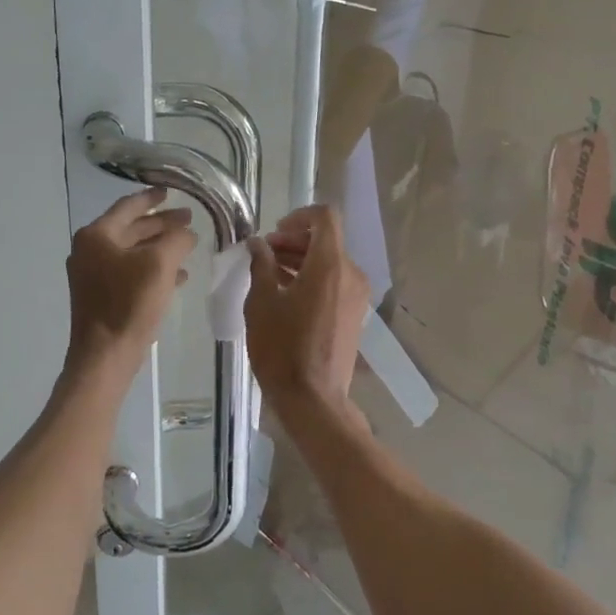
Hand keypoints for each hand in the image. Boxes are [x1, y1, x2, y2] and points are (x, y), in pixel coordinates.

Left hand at [66, 187, 196, 377]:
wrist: (105, 355)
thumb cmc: (129, 304)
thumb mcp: (160, 264)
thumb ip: (176, 239)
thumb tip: (186, 232)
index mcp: (97, 235)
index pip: (128, 206)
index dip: (152, 198)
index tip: (171, 191)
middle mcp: (89, 250)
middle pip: (131, 229)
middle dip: (161, 224)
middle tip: (189, 219)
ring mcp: (92, 275)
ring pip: (132, 252)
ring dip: (160, 248)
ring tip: (188, 246)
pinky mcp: (101, 296)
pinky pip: (130, 273)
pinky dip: (152, 270)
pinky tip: (178, 276)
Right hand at [244, 205, 368, 412]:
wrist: (313, 398)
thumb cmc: (282, 348)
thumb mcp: (261, 302)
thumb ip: (261, 265)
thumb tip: (258, 244)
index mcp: (330, 265)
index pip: (325, 218)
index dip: (299, 216)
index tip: (274, 232)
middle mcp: (351, 274)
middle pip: (327, 240)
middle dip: (295, 240)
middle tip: (264, 253)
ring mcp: (356, 296)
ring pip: (331, 262)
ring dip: (302, 259)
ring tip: (271, 273)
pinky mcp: (354, 314)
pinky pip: (335, 282)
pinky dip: (313, 278)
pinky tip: (287, 294)